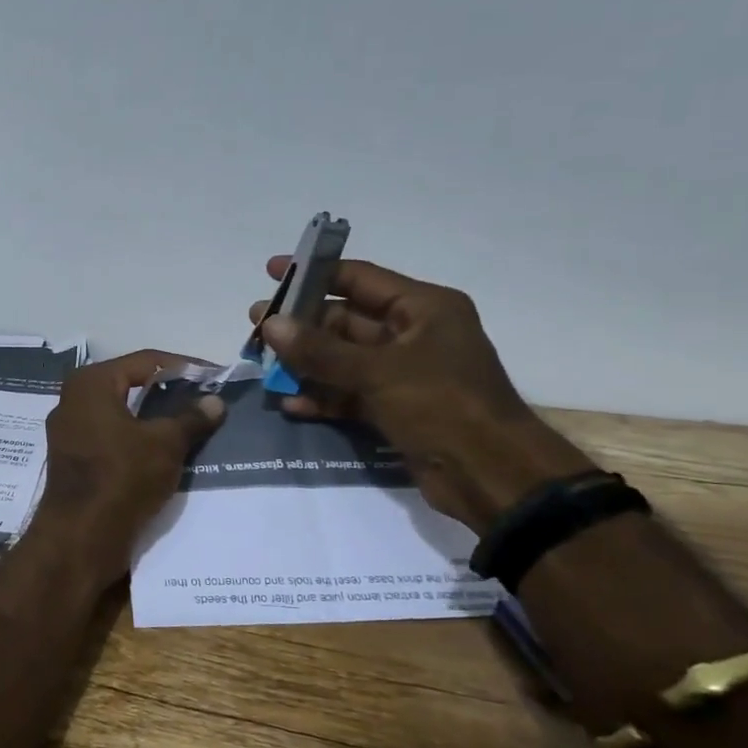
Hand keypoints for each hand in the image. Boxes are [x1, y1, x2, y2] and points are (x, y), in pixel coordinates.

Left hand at [32, 350, 225, 579]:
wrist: (80, 538)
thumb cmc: (122, 477)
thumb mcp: (165, 444)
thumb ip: (191, 418)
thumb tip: (215, 401)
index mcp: (91, 383)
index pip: (146, 361)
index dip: (185, 367)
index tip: (216, 377)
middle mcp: (73, 400)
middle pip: (131, 386)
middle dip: (169, 394)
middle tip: (206, 401)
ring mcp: (69, 433)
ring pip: (122, 416)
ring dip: (155, 420)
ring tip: (193, 427)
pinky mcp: (73, 461)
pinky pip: (112, 440)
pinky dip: (138, 441)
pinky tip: (166, 453)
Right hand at [251, 257, 592, 531]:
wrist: (491, 475)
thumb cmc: (442, 405)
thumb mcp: (378, 372)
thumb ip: (320, 350)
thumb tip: (270, 324)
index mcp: (424, 308)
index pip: (360, 278)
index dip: (315, 272)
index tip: (274, 271)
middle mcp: (414, 334)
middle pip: (346, 320)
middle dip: (302, 324)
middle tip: (256, 326)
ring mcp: (404, 374)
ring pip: (344, 359)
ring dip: (306, 363)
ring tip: (263, 364)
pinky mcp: (396, 408)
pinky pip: (350, 393)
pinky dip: (323, 396)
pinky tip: (290, 403)